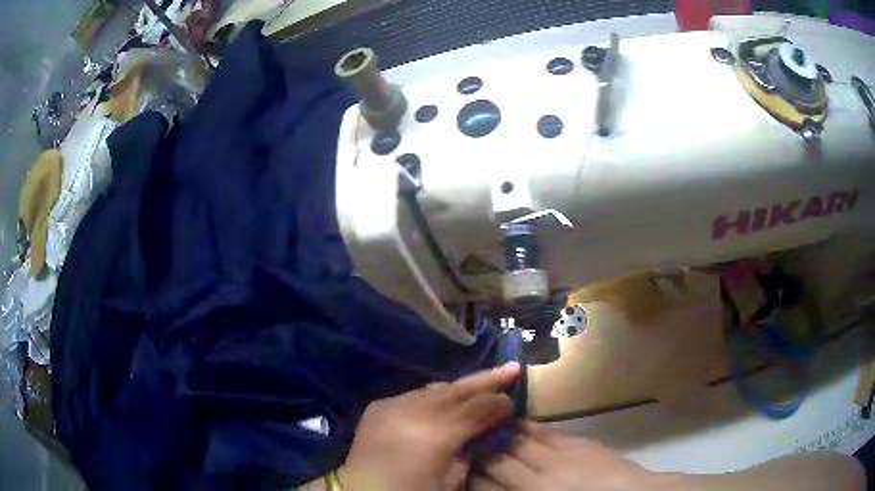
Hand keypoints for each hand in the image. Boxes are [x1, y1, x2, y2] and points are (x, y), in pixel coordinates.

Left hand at [340, 362, 520, 489]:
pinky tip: (443, 404)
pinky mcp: (378, 406)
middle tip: (512, 367)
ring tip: (481, 385)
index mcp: (435, 434)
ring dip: (459, 389)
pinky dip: (433, 399)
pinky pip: (414, 396)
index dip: (500, 403)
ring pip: (435, 389)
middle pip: (457, 389)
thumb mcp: (450, 481)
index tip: (514, 401)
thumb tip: (483, 433)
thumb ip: (469, 453)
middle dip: (487, 379)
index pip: (477, 408)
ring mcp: (392, 404)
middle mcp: (413, 410)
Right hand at [474, 422, 659, 490]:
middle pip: (501, 458)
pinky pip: (547, 433)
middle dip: (482, 448)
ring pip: (522, 441)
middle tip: (466, 438)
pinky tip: (520, 423)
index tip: (462, 461)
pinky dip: (530, 428)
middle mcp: (540, 477)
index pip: (490, 481)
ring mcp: (561, 457)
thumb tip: (498, 485)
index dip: (473, 470)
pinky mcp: (579, 444)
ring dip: (502, 433)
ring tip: (486, 424)